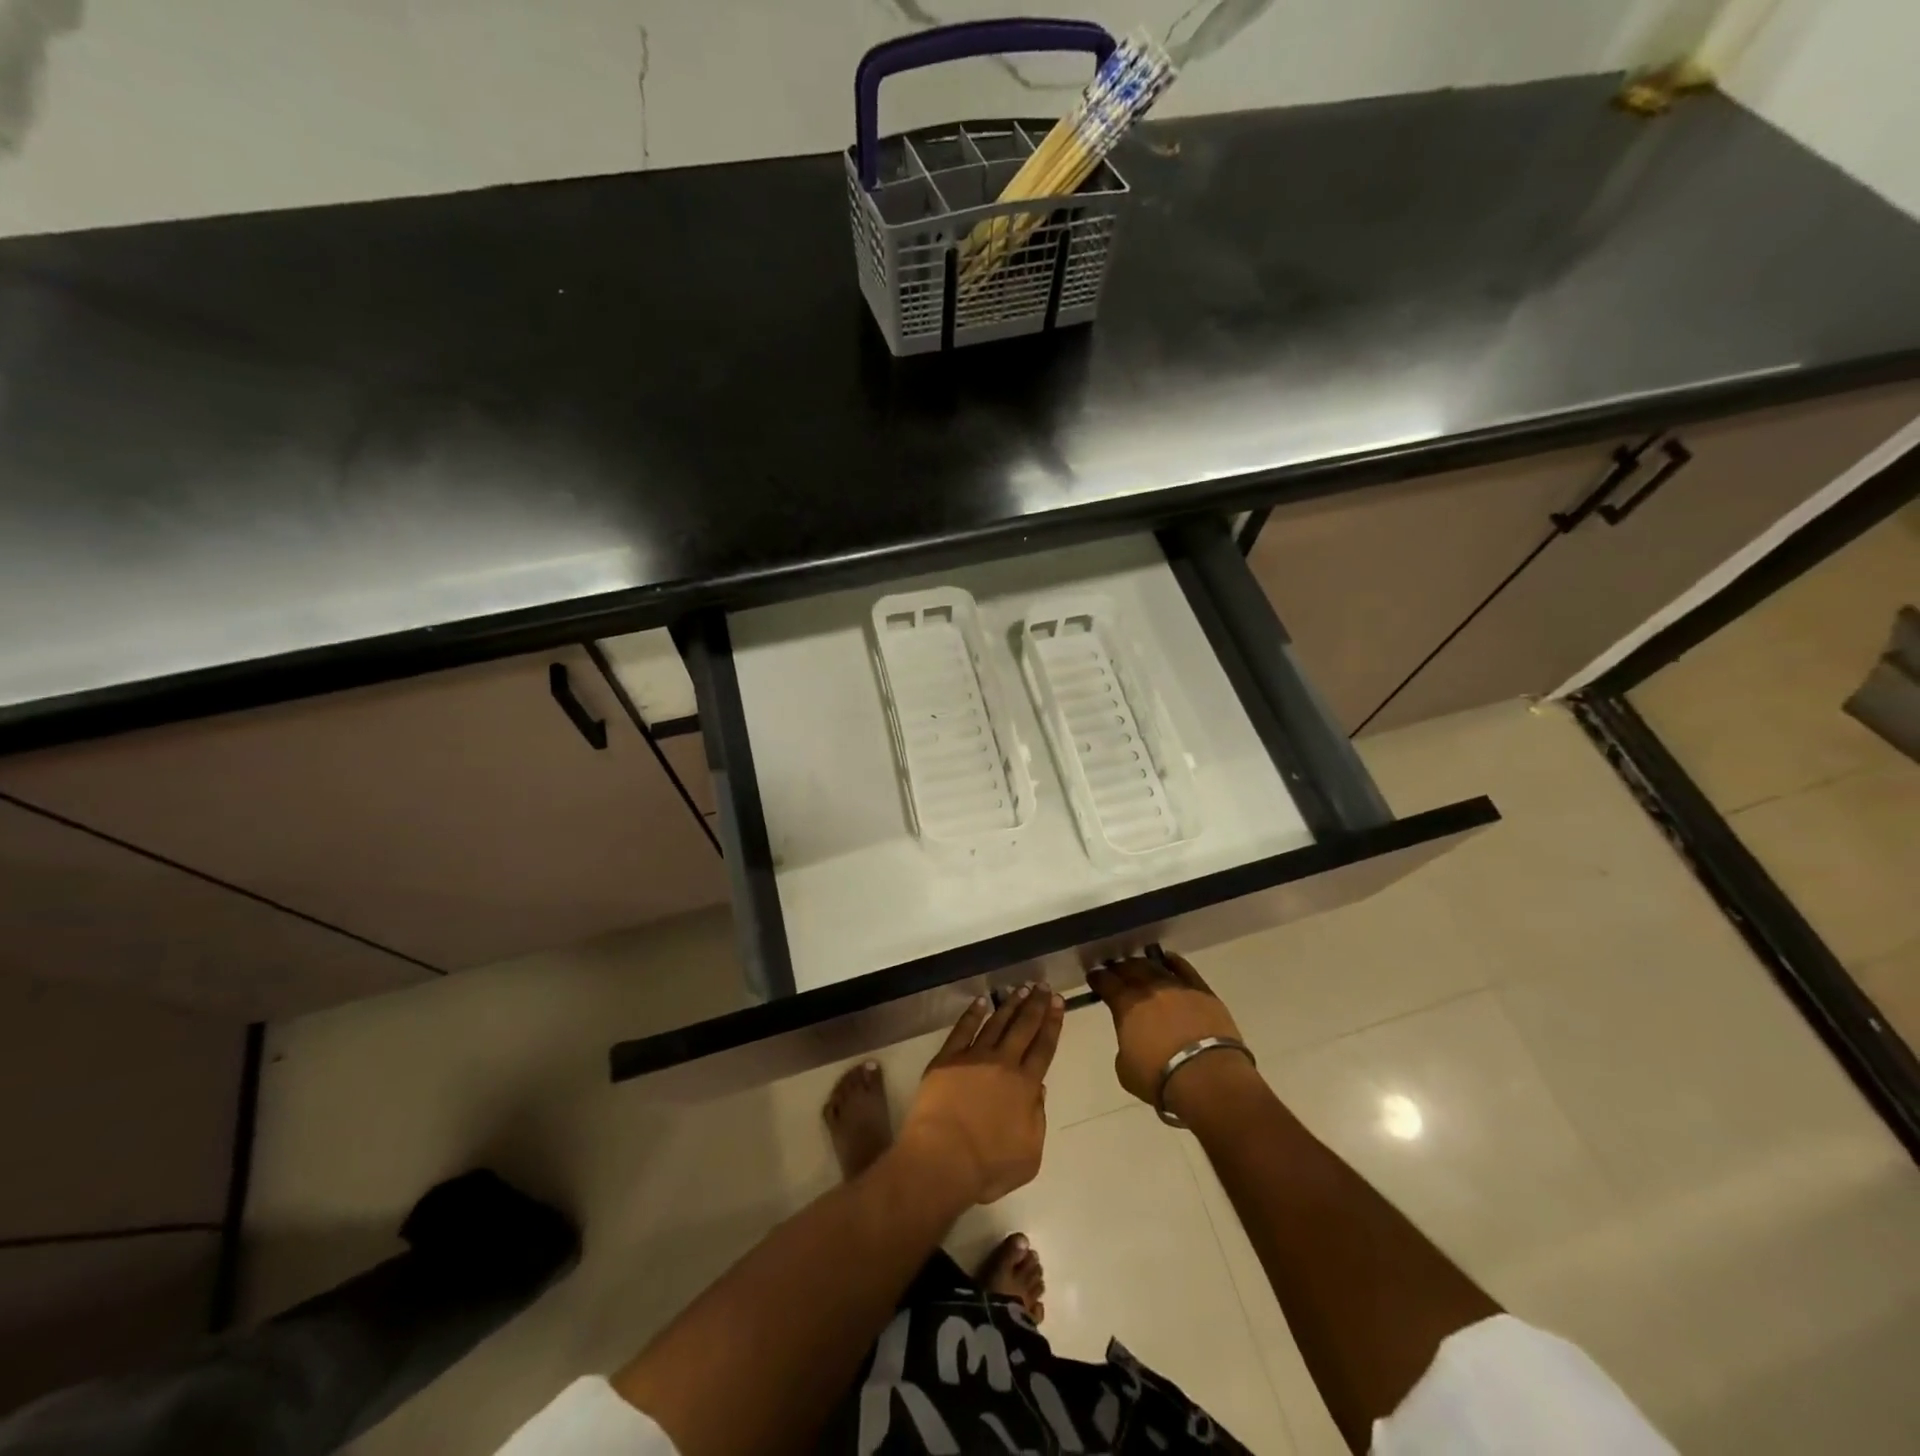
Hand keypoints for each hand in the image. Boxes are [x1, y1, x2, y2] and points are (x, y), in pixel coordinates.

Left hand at [900, 985, 1063, 1205]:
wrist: (942, 1158)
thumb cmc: (987, 1166)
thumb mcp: (1029, 1155)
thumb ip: (1037, 1119)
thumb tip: (1038, 1089)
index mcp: (1025, 1086)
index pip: (1043, 1047)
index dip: (1052, 1023)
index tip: (1057, 1002)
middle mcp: (1003, 1063)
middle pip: (1023, 1028)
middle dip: (1035, 1005)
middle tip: (1043, 986)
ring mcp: (973, 1057)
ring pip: (996, 1023)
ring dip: (1009, 1005)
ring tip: (1020, 988)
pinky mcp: (947, 1058)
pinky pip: (963, 1029)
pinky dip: (973, 1014)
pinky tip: (981, 1002)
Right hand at [1088, 951, 1251, 1115]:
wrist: (1207, 1077)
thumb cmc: (1161, 1079)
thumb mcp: (1126, 1070)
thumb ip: (1125, 1048)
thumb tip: (1131, 1040)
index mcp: (1126, 1006)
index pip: (1106, 983)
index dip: (1098, 978)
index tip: (1094, 976)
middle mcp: (1149, 989)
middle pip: (1130, 969)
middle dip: (1119, 968)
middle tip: (1115, 969)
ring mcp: (1176, 986)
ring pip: (1154, 966)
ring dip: (1143, 963)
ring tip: (1138, 964)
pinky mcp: (1202, 991)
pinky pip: (1184, 968)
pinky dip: (1173, 962)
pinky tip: (1167, 959)